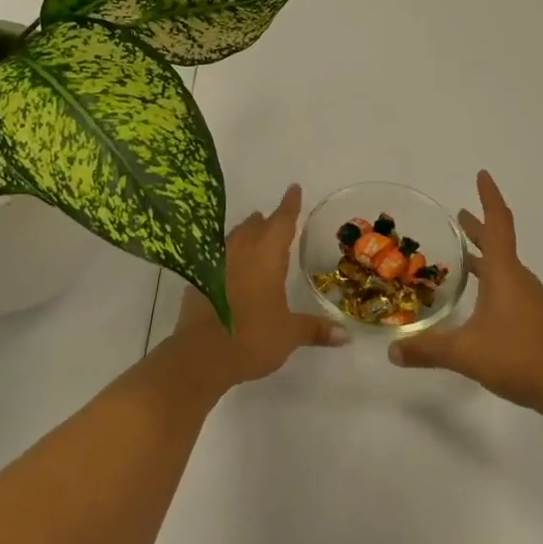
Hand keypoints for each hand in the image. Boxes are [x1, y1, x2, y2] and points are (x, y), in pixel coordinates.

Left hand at [173, 184, 347, 387]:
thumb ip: (315, 330)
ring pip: (233, 238)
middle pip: (254, 227)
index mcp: (266, 256)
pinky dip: (227, 257)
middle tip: (274, 218)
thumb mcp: (289, 334)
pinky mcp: (197, 280)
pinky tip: (229, 269)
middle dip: (266, 221)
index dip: (289, 205)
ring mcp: (215, 264)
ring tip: (252, 235)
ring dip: (244, 234)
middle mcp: (240, 251)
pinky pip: (216, 258)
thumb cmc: (252, 337)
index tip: (294, 188)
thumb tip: (345, 336)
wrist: (201, 355)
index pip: (281, 222)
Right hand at [387, 171, 542, 419]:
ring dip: (483, 254)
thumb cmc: (520, 358)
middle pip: (498, 243)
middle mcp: (518, 279)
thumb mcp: (465, 354)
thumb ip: (427, 350)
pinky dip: (489, 278)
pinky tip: (477, 298)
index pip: (497, 224)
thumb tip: (392, 351)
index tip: (482, 175)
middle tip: (458, 214)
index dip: (488, 198)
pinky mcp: (533, 319)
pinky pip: (507, 286)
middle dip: (478, 226)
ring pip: (503, 266)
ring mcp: (529, 300)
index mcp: (504, 274)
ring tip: (461, 254)